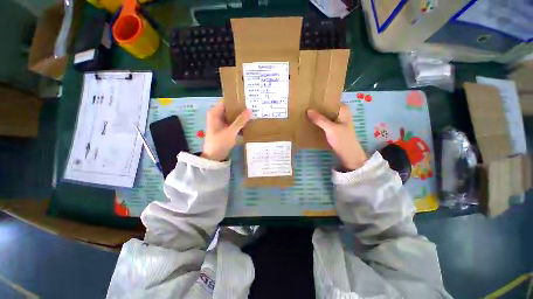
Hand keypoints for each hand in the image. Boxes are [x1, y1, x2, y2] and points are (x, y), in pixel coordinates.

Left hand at [202, 102, 250, 161]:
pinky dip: (240, 123)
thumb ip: (240, 121)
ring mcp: (221, 122)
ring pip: (233, 116)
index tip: (247, 100)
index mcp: (215, 113)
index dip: (236, 100)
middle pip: (230, 108)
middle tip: (253, 106)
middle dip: (241, 109)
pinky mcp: (225, 128)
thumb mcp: (231, 131)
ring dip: (241, 116)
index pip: (227, 102)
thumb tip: (250, 110)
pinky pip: (233, 122)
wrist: (214, 157)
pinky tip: (249, 122)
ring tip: (253, 113)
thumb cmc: (219, 143)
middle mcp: (218, 115)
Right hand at [307, 104, 366, 170]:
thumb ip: (319, 119)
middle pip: (327, 109)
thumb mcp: (330, 128)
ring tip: (305, 114)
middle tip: (304, 107)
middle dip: (317, 109)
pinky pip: (324, 123)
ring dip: (317, 116)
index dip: (321, 100)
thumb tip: (308, 110)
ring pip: (325, 116)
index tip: (310, 100)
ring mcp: (337, 122)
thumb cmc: (342, 140)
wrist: (349, 155)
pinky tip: (310, 123)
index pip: (330, 101)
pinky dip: (318, 123)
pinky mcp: (333, 129)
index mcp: (343, 110)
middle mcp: (340, 114)